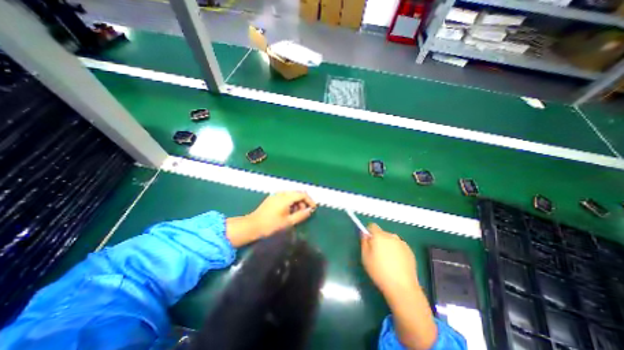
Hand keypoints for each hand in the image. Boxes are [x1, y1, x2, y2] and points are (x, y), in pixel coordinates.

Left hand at [225, 192, 316, 246]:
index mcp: (286, 197)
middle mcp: (281, 193)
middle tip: (304, 212)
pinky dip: (290, 202)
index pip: (302, 194)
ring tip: (296, 213)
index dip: (310, 200)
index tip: (313, 208)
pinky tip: (288, 211)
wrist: (252, 226)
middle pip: (297, 193)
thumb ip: (301, 215)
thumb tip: (310, 210)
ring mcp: (276, 195)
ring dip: (297, 202)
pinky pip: (285, 197)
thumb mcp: (288, 222)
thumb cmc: (271, 225)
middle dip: (303, 202)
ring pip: (291, 195)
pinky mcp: (272, 198)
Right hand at [361, 224, 418, 297]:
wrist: (402, 287)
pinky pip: (399, 247)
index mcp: (379, 236)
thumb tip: (365, 234)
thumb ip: (364, 242)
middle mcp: (391, 236)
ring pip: (391, 240)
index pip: (372, 226)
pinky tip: (396, 264)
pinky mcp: (410, 251)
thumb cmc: (379, 271)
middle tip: (377, 254)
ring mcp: (402, 243)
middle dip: (378, 240)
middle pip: (382, 233)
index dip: (368, 232)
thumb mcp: (365, 257)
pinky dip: (396, 251)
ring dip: (387, 245)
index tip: (368, 242)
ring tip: (388, 261)